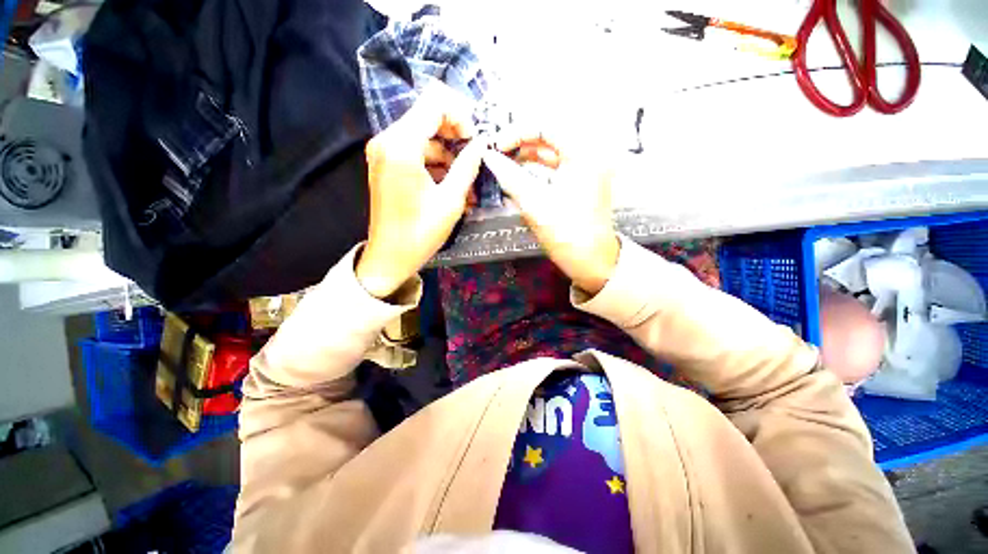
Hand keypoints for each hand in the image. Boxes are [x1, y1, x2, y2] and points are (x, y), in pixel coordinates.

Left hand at [356, 85, 483, 298]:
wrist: (389, 257)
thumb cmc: (420, 232)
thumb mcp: (451, 200)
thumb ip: (467, 166)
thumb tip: (481, 143)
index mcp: (402, 145)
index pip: (435, 102)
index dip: (460, 115)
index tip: (474, 141)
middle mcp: (387, 140)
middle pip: (427, 115)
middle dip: (455, 133)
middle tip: (473, 157)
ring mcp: (383, 151)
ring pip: (423, 134)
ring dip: (447, 151)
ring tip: (465, 177)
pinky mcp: (385, 163)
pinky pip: (415, 150)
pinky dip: (434, 160)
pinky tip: (448, 181)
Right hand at [483, 131, 618, 294]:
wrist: (593, 263)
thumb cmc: (568, 235)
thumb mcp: (536, 205)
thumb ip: (510, 177)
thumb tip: (488, 157)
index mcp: (583, 154)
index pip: (547, 126)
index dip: (517, 132)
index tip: (496, 147)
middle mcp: (588, 156)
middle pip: (550, 137)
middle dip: (521, 144)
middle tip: (498, 155)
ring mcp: (586, 171)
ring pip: (552, 153)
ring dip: (528, 157)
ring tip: (504, 164)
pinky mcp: (581, 184)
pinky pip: (555, 168)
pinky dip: (537, 170)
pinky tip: (520, 176)